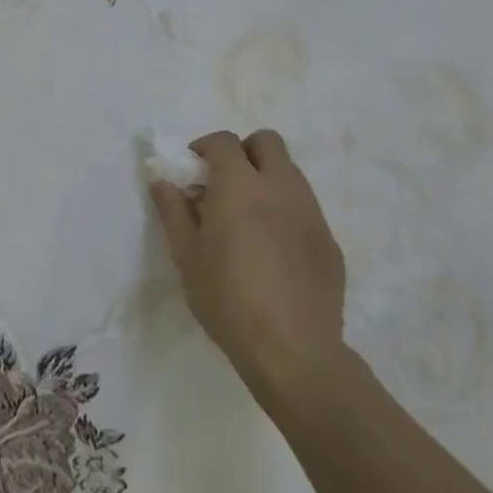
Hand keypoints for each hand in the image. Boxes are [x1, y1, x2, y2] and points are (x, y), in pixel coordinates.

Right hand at [149, 130, 347, 419]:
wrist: (293, 351)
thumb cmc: (227, 299)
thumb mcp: (186, 255)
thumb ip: (173, 211)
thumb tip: (163, 182)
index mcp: (240, 187)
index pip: (224, 141)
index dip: (205, 147)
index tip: (192, 169)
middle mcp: (280, 188)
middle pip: (267, 142)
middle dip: (243, 151)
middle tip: (223, 182)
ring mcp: (311, 213)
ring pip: (290, 172)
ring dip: (265, 178)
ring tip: (246, 216)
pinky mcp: (329, 241)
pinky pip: (304, 207)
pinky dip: (284, 210)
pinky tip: (271, 248)